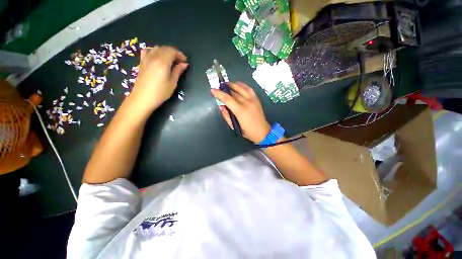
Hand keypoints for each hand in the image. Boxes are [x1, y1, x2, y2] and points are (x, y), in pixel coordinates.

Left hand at [130, 46, 187, 112]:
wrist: (143, 98)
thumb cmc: (160, 92)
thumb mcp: (173, 83)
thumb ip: (178, 71)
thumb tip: (184, 64)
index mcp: (162, 62)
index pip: (172, 51)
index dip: (180, 54)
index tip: (185, 62)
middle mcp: (153, 57)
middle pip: (165, 48)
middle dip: (174, 53)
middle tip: (179, 62)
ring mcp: (146, 58)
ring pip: (157, 48)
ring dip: (165, 52)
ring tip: (170, 61)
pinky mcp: (142, 62)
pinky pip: (148, 51)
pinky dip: (155, 52)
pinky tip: (157, 58)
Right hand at [211, 82, 270, 143]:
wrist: (262, 131)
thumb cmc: (247, 131)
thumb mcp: (234, 126)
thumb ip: (226, 115)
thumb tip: (221, 106)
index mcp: (240, 110)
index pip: (227, 99)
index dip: (219, 93)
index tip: (212, 90)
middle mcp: (246, 102)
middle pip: (233, 92)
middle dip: (225, 88)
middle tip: (219, 87)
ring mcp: (252, 99)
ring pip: (241, 88)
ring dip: (233, 84)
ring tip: (227, 83)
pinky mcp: (256, 99)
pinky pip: (249, 89)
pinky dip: (242, 85)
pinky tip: (238, 84)